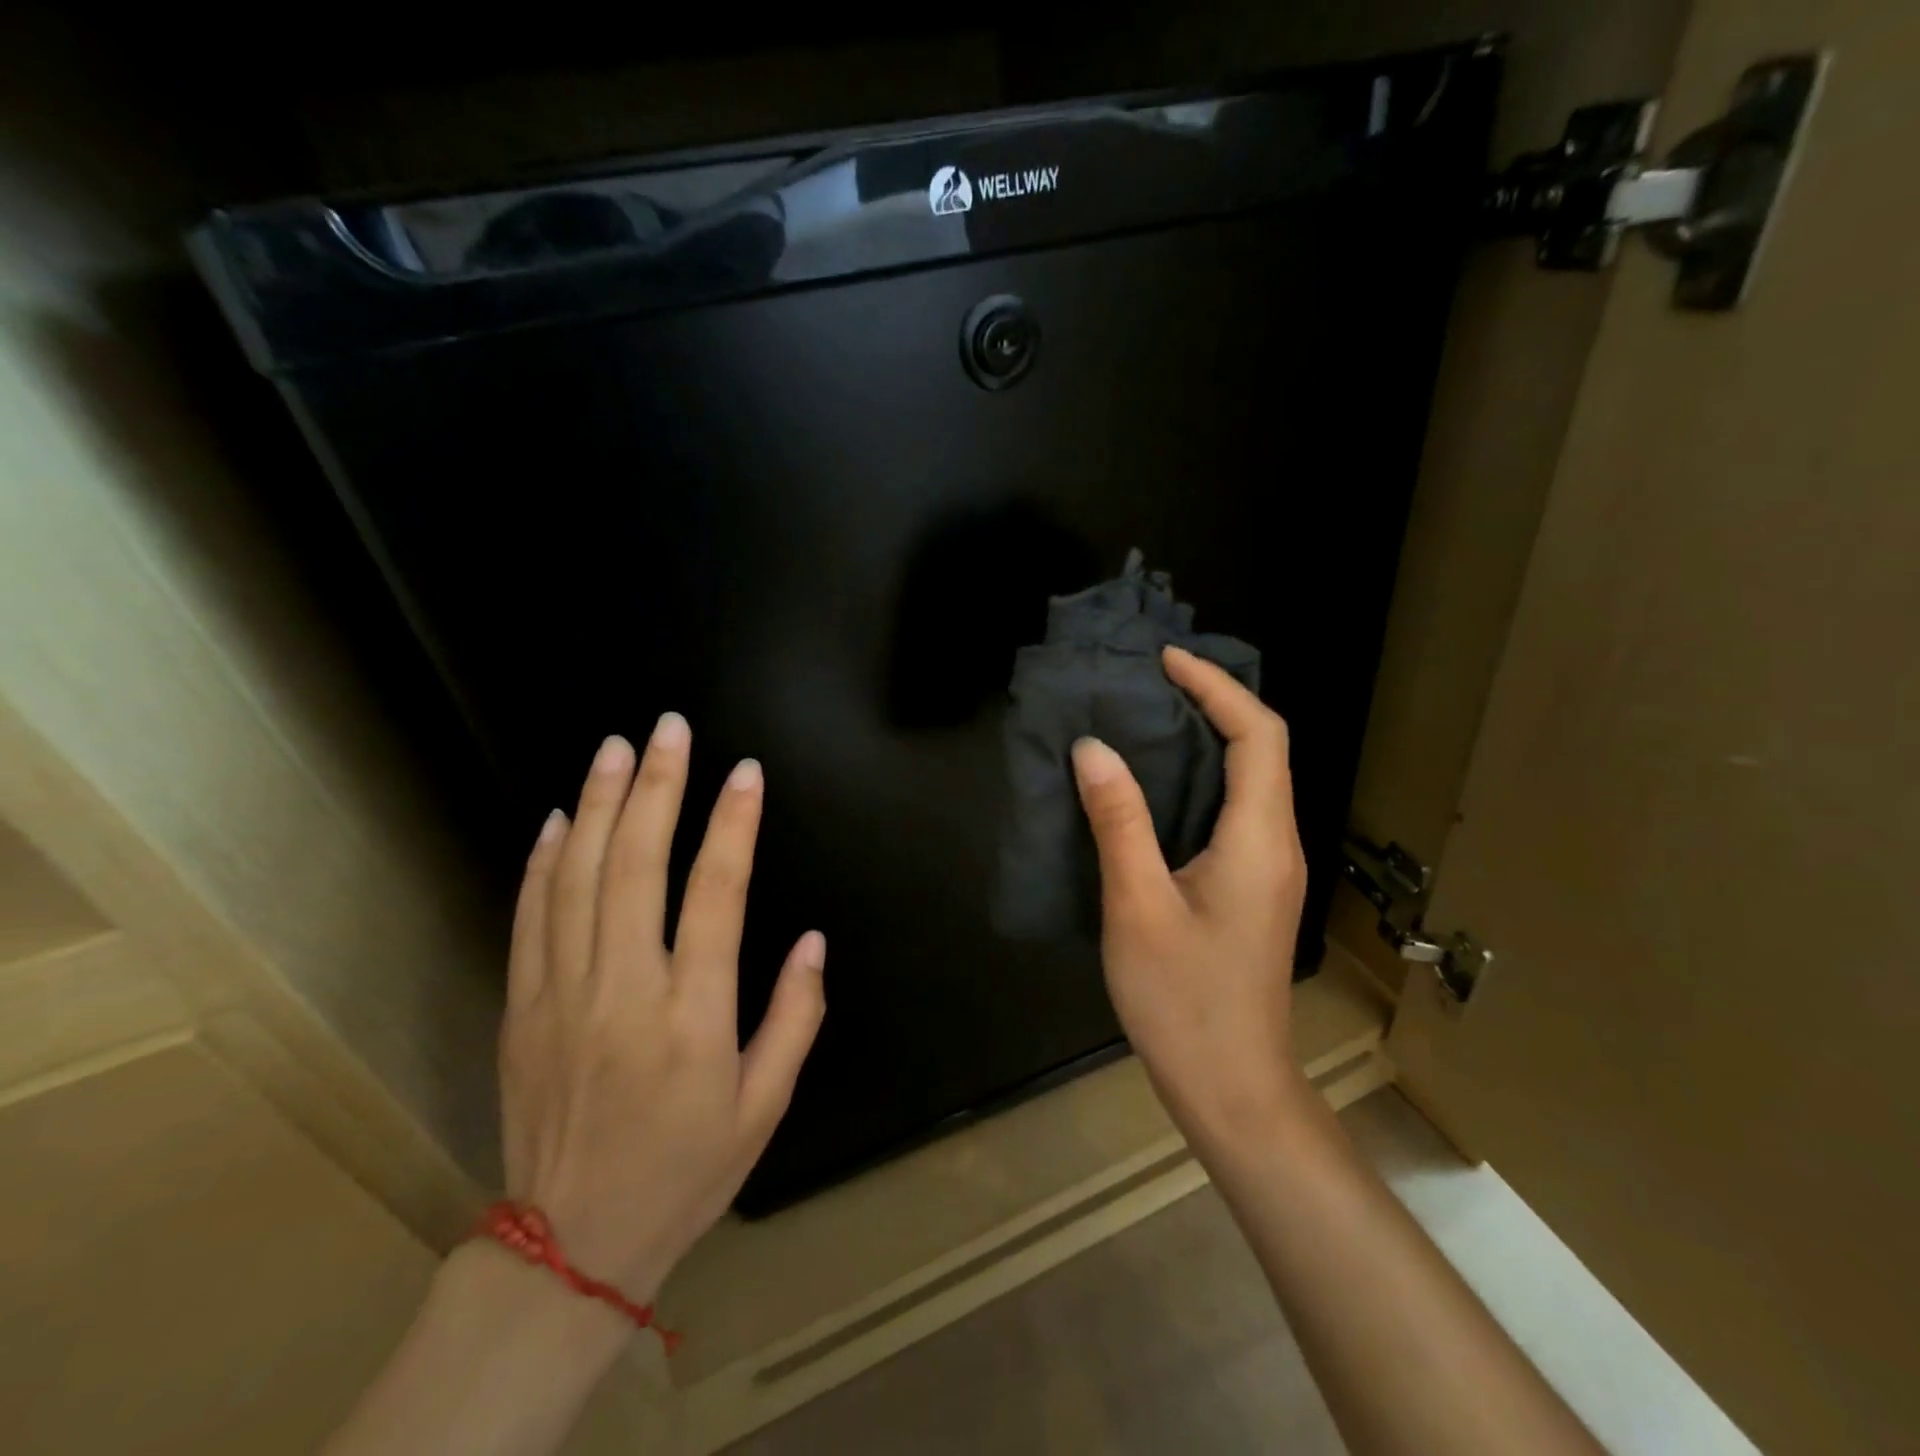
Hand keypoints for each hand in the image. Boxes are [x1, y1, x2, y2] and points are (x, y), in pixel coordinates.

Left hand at [498, 718, 825, 1304]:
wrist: (571, 1247)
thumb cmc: (686, 1170)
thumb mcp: (765, 1107)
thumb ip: (795, 1017)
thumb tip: (813, 941)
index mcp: (692, 1015)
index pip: (717, 893)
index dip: (734, 824)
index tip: (746, 773)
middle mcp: (624, 990)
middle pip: (639, 866)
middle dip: (659, 787)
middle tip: (671, 729)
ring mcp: (562, 995)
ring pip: (579, 878)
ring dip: (601, 805)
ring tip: (617, 748)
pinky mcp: (522, 1008)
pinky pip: (530, 919)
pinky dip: (544, 862)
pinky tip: (562, 817)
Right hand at [1070, 645, 1308, 1141]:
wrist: (1230, 1086)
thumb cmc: (1183, 1000)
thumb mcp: (1138, 906)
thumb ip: (1119, 822)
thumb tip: (1093, 748)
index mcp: (1258, 839)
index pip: (1258, 735)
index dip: (1216, 687)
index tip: (1165, 662)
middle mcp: (1275, 843)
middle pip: (1262, 748)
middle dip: (1212, 702)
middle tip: (1147, 682)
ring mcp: (1267, 868)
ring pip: (1250, 779)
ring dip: (1206, 738)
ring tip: (1144, 718)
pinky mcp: (1250, 887)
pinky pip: (1233, 810)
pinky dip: (1200, 778)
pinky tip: (1153, 785)